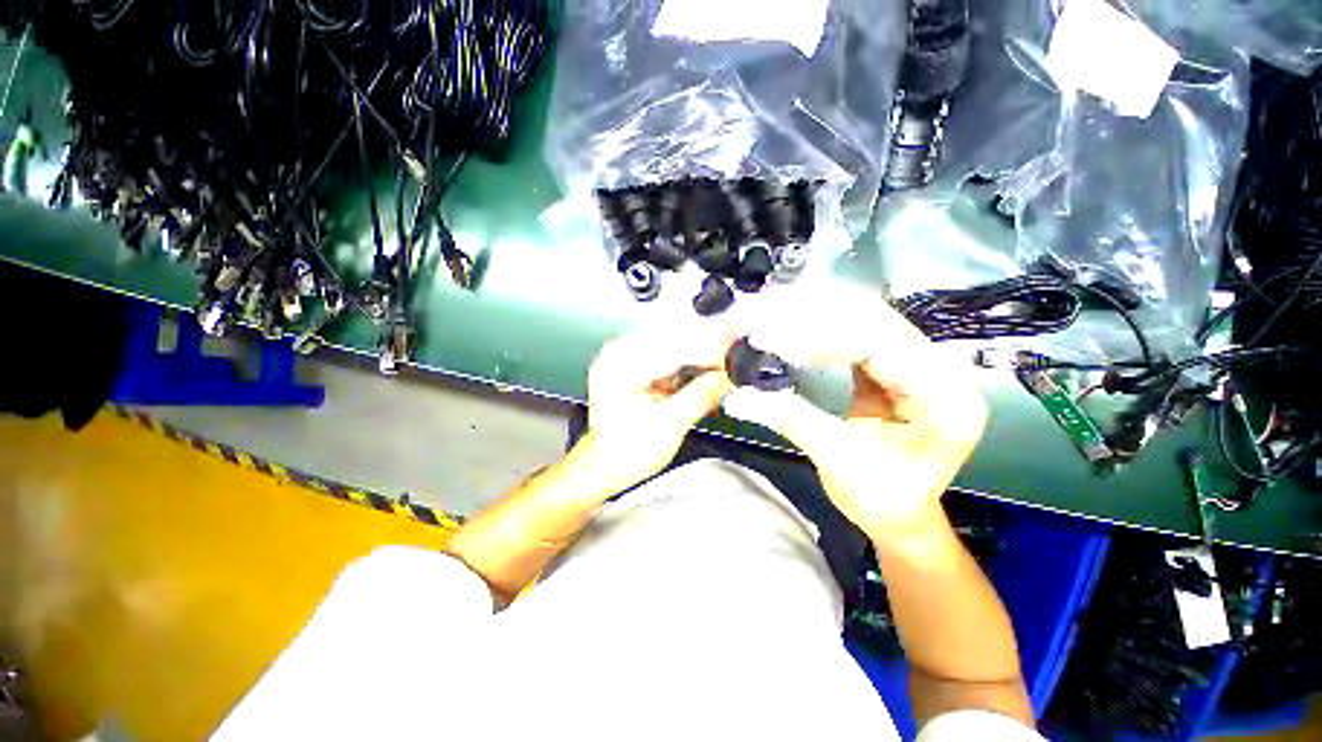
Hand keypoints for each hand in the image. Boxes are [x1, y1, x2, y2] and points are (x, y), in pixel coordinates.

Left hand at [577, 322, 735, 490]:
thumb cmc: (624, 452)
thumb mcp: (669, 425)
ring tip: (726, 360)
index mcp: (620, 366)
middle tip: (737, 346)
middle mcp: (618, 354)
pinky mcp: (633, 365)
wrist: (606, 465)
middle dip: (709, 347)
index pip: (674, 349)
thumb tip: (728, 376)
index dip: (711, 348)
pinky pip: (667, 354)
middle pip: (674, 340)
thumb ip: (702, 395)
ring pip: (673, 344)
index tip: (736, 344)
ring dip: (701, 352)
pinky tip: (707, 367)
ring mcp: (624, 357)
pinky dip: (689, 361)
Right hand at [725, 302, 986, 536]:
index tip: (772, 338)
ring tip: (770, 319)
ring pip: (861, 321)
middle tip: (764, 317)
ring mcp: (914, 363)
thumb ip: (793, 419)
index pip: (881, 344)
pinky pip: (851, 336)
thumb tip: (739, 396)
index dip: (823, 337)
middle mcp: (937, 368)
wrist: (899, 514)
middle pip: (873, 320)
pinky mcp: (889, 367)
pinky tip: (788, 331)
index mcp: (944, 396)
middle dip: (814, 316)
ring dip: (812, 317)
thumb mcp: (839, 461)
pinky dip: (816, 332)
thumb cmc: (883, 499)